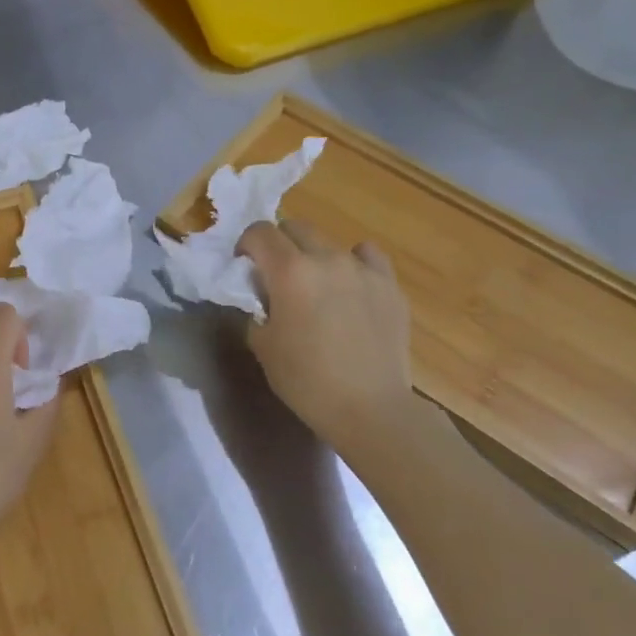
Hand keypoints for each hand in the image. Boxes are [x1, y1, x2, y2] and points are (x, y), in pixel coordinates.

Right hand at [237, 220, 416, 445]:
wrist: (370, 409)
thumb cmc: (306, 380)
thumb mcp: (262, 345)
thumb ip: (256, 308)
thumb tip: (262, 296)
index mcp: (289, 271)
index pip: (260, 232)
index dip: (246, 245)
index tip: (245, 268)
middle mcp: (326, 258)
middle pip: (295, 227)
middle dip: (279, 244)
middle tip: (276, 275)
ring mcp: (363, 269)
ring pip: (329, 242)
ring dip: (314, 255)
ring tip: (316, 286)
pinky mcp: (389, 285)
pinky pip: (367, 256)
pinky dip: (353, 263)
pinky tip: (351, 286)